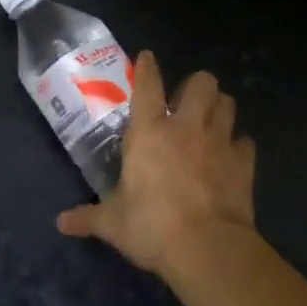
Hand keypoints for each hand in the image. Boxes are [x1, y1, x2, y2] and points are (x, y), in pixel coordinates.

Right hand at [56, 52, 255, 276]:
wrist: (207, 248)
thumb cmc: (152, 226)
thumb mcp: (113, 224)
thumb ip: (88, 218)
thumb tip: (61, 223)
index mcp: (149, 133)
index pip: (147, 86)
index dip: (148, 67)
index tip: (148, 57)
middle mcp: (186, 127)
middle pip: (202, 82)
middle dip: (195, 86)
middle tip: (185, 104)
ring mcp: (219, 142)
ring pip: (228, 104)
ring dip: (219, 107)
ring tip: (210, 121)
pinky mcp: (244, 163)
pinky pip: (245, 142)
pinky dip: (238, 145)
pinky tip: (230, 156)